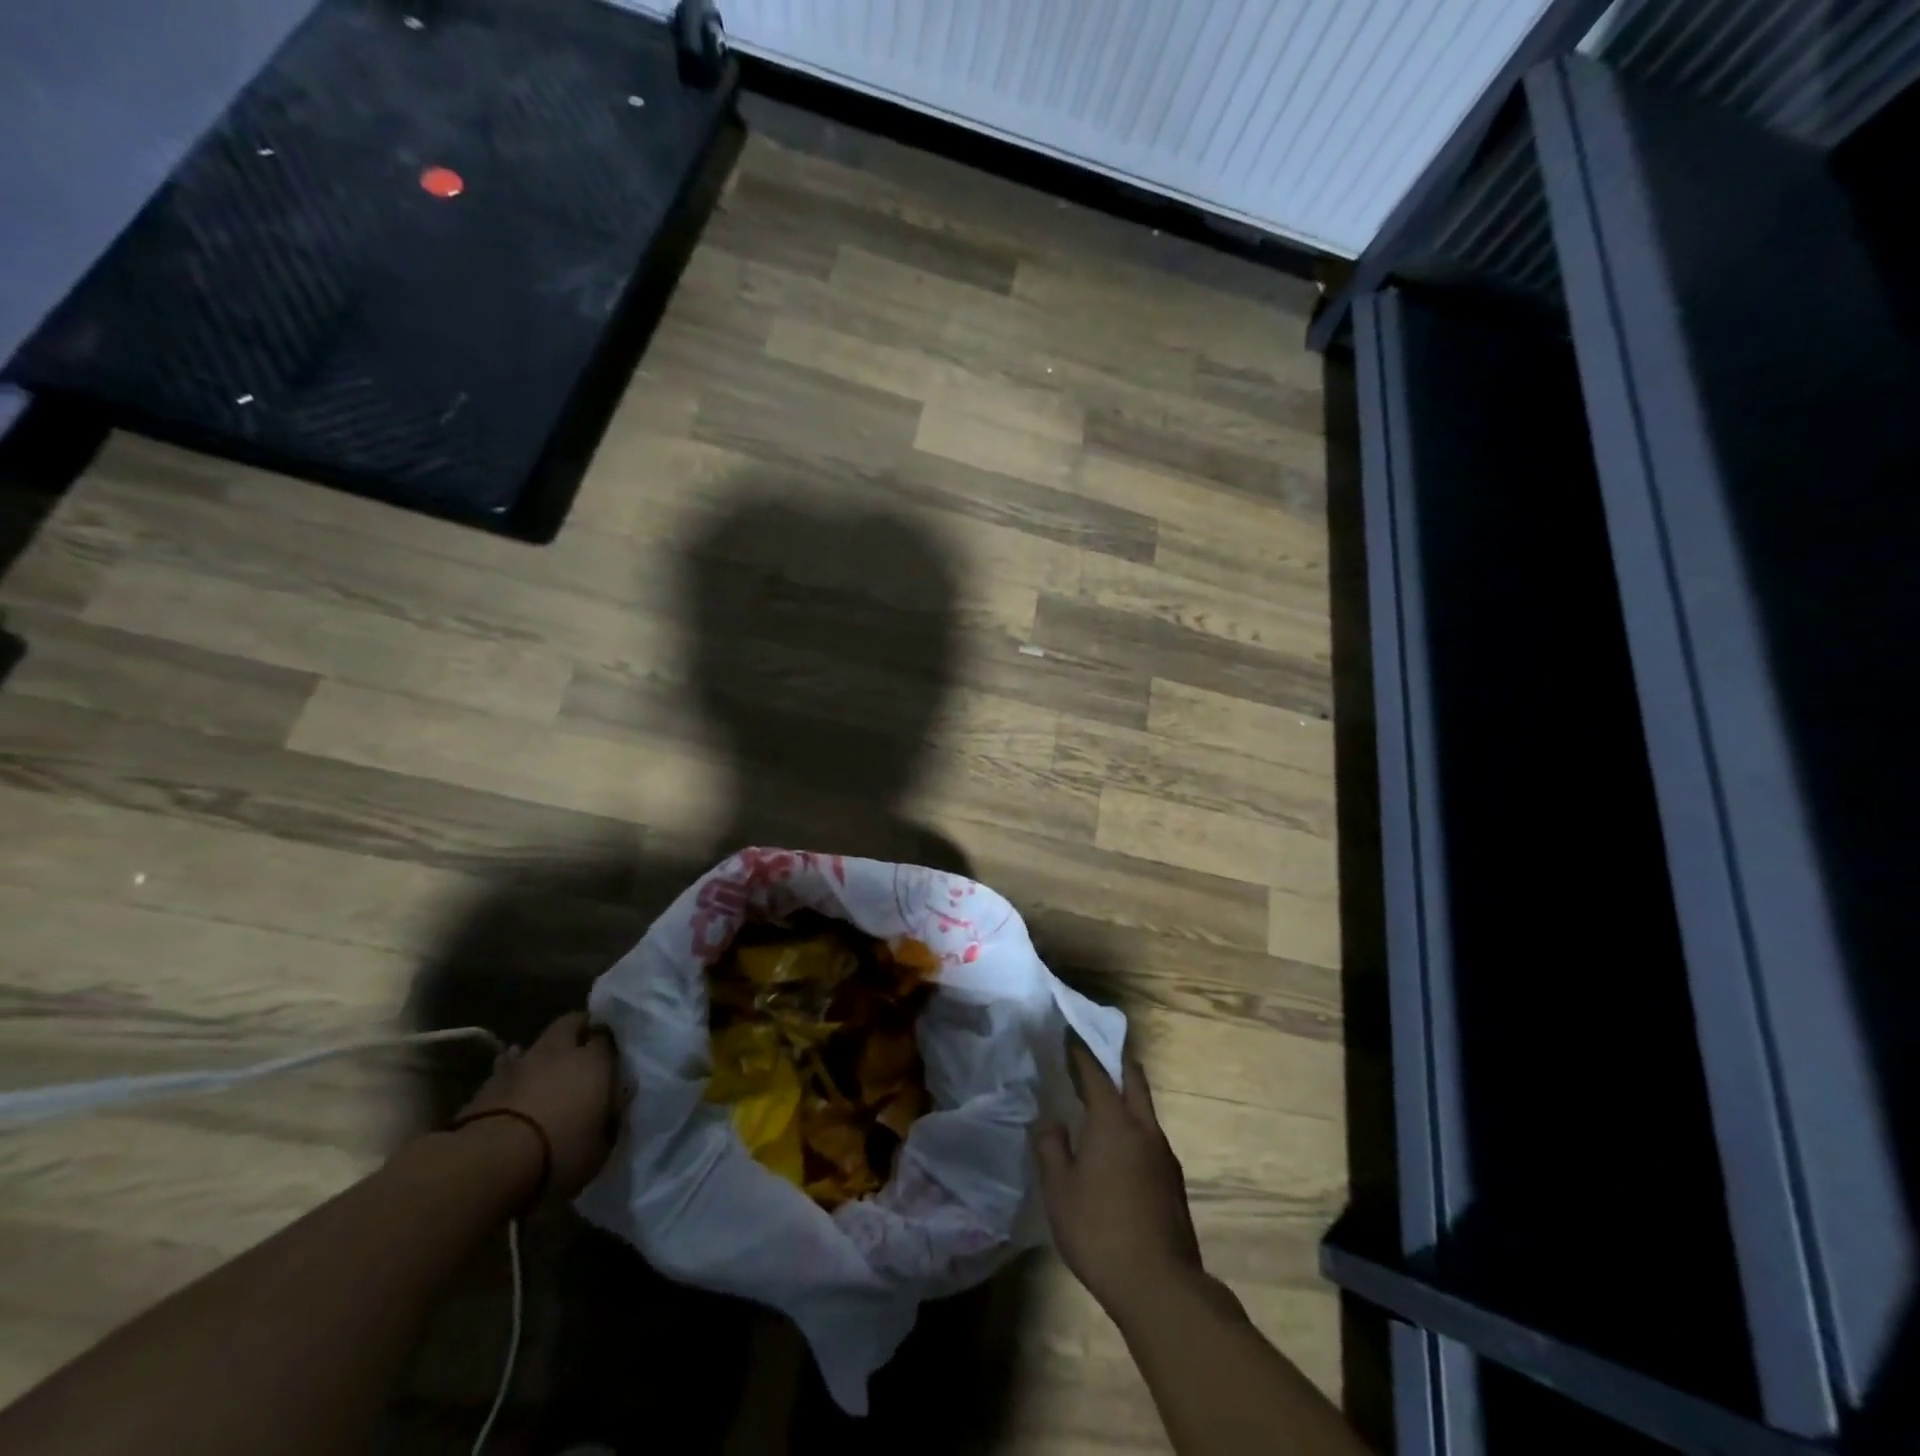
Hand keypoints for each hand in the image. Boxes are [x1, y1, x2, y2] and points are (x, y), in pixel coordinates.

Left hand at [458, 1012, 621, 1200]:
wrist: (488, 1163)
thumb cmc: (558, 1154)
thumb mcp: (600, 1146)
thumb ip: (611, 1117)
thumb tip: (616, 1099)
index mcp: (595, 1061)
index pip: (608, 1037)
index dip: (609, 1047)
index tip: (611, 1060)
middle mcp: (561, 1051)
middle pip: (572, 1023)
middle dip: (578, 1030)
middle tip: (583, 1050)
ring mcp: (522, 1062)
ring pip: (538, 1043)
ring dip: (545, 1054)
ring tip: (548, 1071)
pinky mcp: (488, 1081)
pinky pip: (508, 1065)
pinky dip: (514, 1071)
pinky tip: (516, 1083)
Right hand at [1033, 1033, 1204, 1321]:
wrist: (1159, 1285)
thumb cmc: (1099, 1230)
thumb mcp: (1059, 1190)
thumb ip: (1050, 1148)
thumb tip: (1049, 1120)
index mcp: (1113, 1121)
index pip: (1095, 1072)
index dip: (1081, 1052)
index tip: (1069, 1034)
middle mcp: (1143, 1127)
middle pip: (1132, 1079)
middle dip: (1113, 1060)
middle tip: (1093, 1052)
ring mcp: (1163, 1153)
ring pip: (1144, 1107)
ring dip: (1125, 1093)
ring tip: (1101, 1099)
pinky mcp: (1173, 1180)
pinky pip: (1150, 1135)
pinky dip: (1133, 1124)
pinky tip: (1118, 1146)